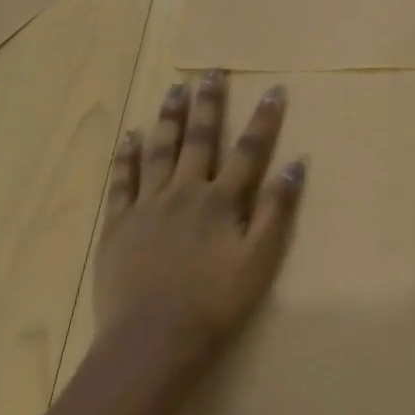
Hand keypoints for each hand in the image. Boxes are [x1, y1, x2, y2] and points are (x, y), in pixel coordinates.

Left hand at [95, 70, 305, 370]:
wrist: (152, 342)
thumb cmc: (215, 303)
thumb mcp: (260, 260)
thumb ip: (277, 210)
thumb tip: (297, 165)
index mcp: (221, 201)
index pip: (249, 150)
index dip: (263, 119)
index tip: (273, 89)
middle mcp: (185, 193)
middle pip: (200, 140)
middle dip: (209, 104)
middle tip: (211, 72)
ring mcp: (147, 206)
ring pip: (160, 151)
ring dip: (169, 118)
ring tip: (174, 89)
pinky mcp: (118, 226)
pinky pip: (122, 181)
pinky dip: (126, 156)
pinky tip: (129, 136)